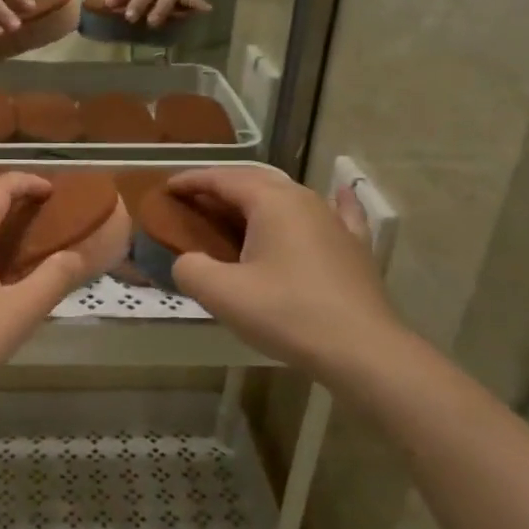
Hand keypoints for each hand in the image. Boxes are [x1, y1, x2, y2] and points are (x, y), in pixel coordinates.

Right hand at [165, 166, 399, 379]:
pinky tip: (339, 193)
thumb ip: (191, 269)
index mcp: (271, 202)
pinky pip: (339, 212)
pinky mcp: (355, 246)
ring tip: (237, 209)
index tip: (167, 188)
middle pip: (256, 180)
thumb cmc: (287, 314)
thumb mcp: (222, 294)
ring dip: (259, 197)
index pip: (223, 178)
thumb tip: (187, 261)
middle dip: (221, 186)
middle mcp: (305, 199)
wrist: (361, 349)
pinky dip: (328, 201)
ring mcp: (335, 221)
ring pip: (290, 196)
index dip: (192, 180)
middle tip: (194, 201)